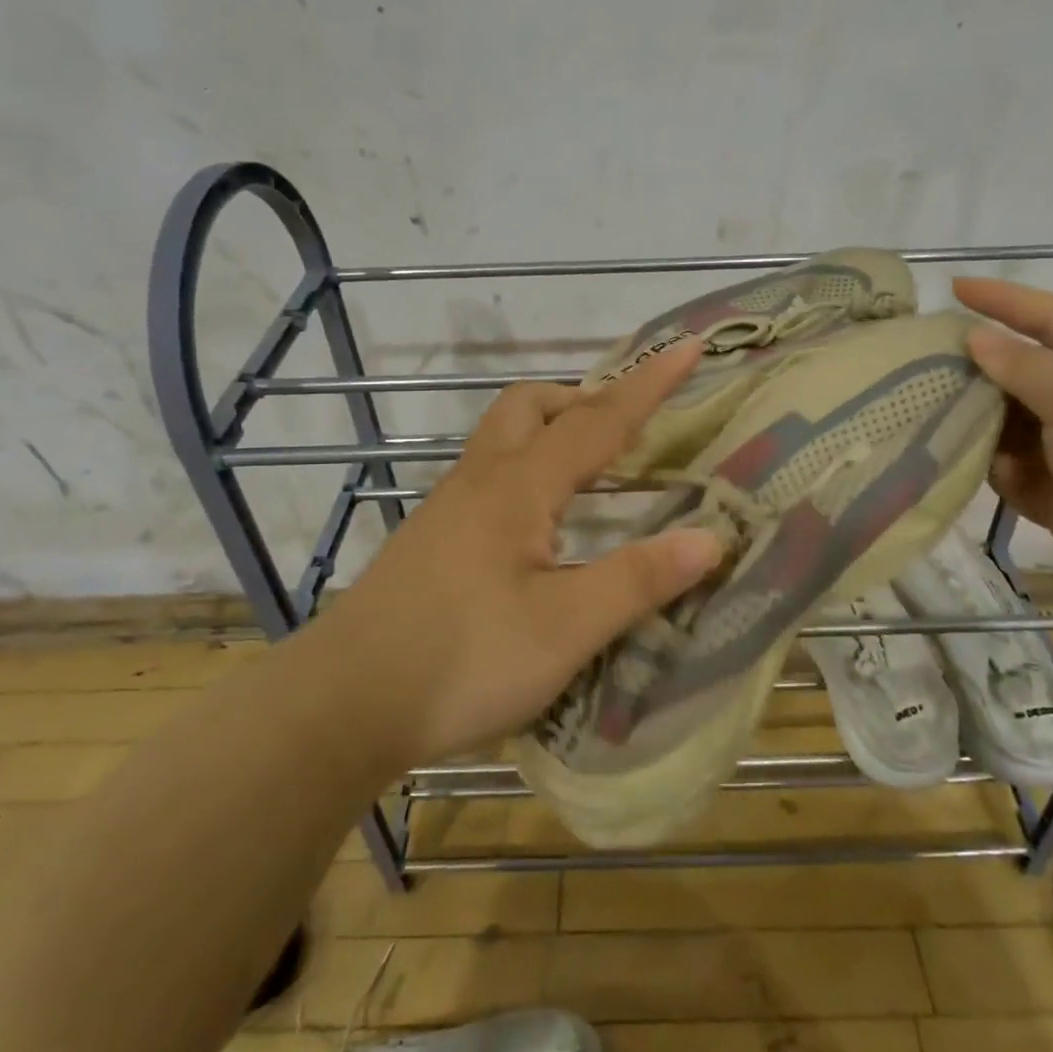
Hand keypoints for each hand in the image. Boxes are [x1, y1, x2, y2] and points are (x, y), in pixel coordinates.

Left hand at [327, 339, 725, 767]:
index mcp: (518, 487)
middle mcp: (480, 482)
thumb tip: (711, 538)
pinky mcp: (432, 541)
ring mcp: (448, 510)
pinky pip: (489, 478)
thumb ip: (637, 580)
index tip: (688, 346)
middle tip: (626, 427)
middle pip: (529, 407)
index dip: (648, 384)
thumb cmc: (461, 660)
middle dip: (582, 398)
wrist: (341, 704)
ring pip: (503, 440)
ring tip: (594, 472)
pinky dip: (528, 472)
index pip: (597, 420)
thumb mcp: (564, 629)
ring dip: (550, 432)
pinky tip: (541, 527)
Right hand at [953, 278, 1052, 613]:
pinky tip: (989, 470)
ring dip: (983, 423)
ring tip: (936, 415)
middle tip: (926, 362)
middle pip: (1029, 374)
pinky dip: (999, 469)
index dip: (1006, 301)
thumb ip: (1024, 367)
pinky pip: (1017, 472)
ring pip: (1015, 425)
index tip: (954, 287)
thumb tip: (977, 338)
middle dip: (982, 370)